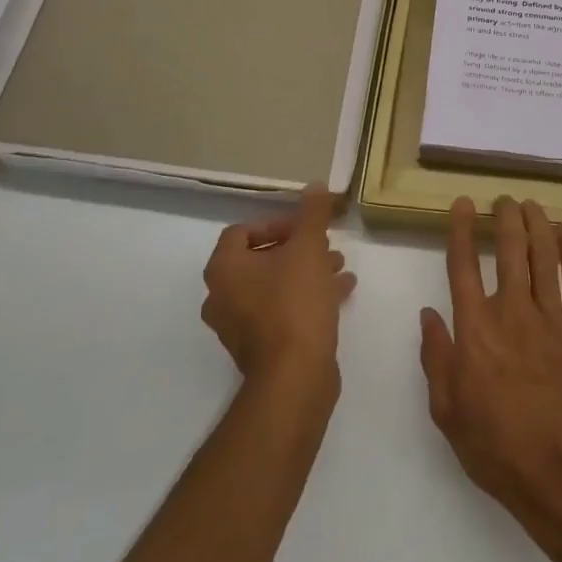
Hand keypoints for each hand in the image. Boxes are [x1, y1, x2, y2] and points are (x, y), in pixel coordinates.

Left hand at [203, 185, 354, 392]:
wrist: (295, 376)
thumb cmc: (295, 304)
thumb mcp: (308, 249)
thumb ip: (312, 214)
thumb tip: (315, 184)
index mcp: (224, 269)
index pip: (242, 231)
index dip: (277, 222)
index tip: (307, 227)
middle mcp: (222, 296)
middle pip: (260, 259)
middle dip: (298, 249)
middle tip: (327, 246)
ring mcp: (237, 326)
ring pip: (273, 286)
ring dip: (306, 273)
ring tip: (339, 269)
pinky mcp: (258, 348)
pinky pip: (280, 311)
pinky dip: (305, 298)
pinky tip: (340, 294)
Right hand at [419, 195, 561, 552]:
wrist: (560, 473)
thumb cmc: (495, 446)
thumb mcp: (446, 410)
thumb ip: (435, 357)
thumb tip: (428, 314)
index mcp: (474, 331)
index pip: (463, 266)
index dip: (462, 230)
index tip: (463, 204)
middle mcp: (512, 313)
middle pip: (510, 251)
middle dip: (505, 218)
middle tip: (503, 200)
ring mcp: (551, 319)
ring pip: (544, 257)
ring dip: (536, 224)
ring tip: (530, 205)